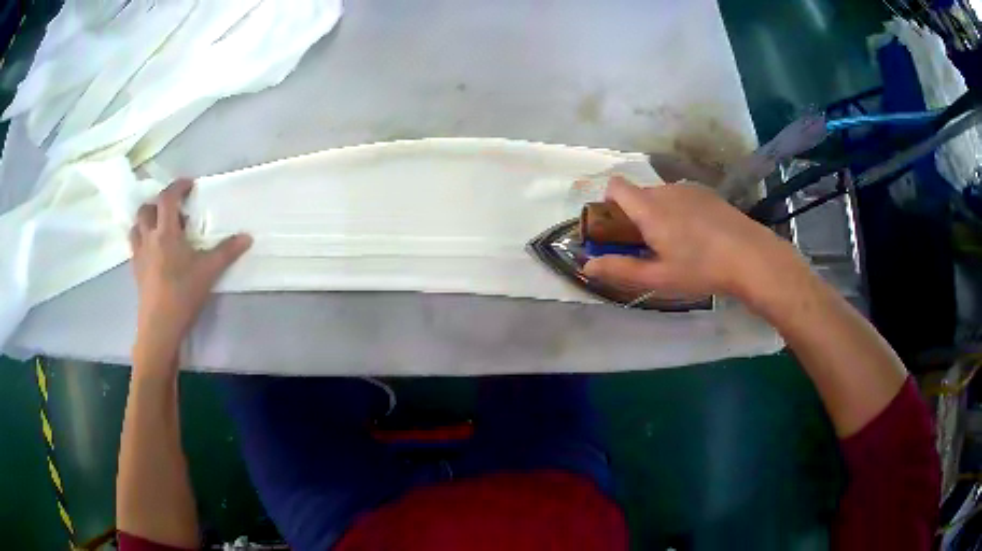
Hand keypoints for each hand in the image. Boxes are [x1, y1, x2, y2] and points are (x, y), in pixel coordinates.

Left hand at [129, 179, 251, 365]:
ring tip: (160, 227)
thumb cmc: (183, 294)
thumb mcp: (209, 272)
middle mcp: (148, 238)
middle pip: (146, 209)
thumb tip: (247, 237)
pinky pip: (134, 245)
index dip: (178, 186)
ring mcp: (139, 254)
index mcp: (165, 232)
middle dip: (158, 203)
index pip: (167, 198)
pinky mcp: (135, 270)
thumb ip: (227, 251)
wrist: (160, 326)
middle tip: (173, 211)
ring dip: (146, 220)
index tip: (189, 185)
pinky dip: (142, 239)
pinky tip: (153, 251)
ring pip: (136, 226)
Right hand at [583, 176, 794, 299]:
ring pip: (661, 196)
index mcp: (649, 208)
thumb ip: (620, 270)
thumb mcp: (658, 277)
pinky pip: (682, 197)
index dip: (609, 203)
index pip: (615, 186)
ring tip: (678, 245)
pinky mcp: (708, 194)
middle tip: (650, 247)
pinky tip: (699, 237)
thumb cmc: (700, 269)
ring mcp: (690, 189)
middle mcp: (666, 190)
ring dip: (659, 214)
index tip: (617, 229)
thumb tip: (586, 266)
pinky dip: (679, 212)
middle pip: (638, 194)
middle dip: (635, 216)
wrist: (751, 257)